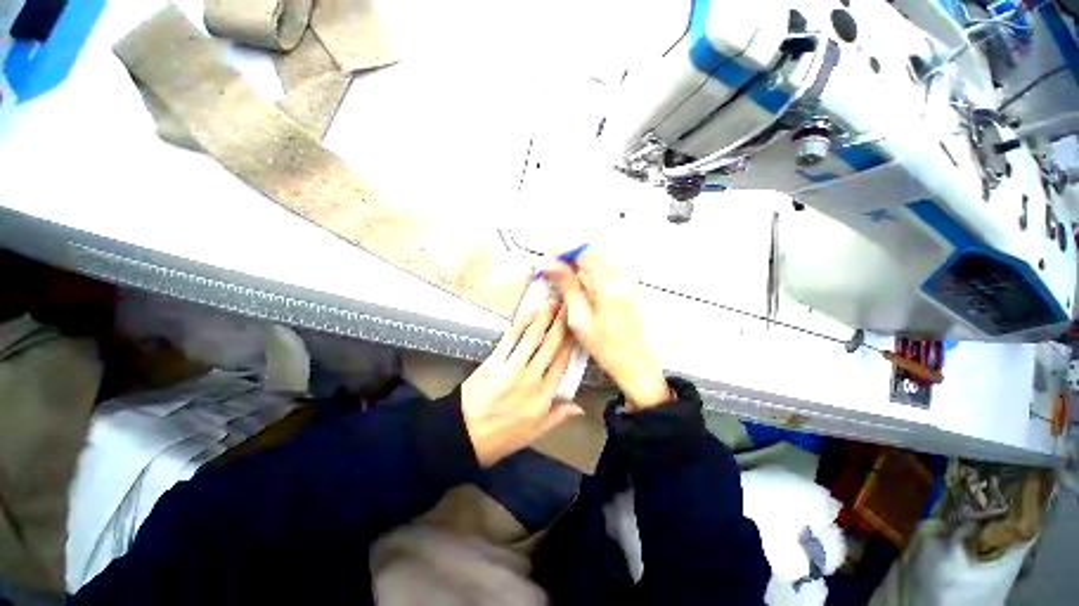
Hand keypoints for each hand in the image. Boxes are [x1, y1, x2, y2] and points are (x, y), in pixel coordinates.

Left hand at [461, 302, 584, 466]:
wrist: (463, 435)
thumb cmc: (501, 436)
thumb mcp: (534, 433)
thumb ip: (558, 416)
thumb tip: (581, 408)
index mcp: (543, 397)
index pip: (562, 363)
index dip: (570, 343)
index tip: (576, 327)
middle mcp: (532, 379)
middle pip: (551, 346)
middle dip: (561, 324)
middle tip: (568, 306)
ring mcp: (512, 368)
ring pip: (533, 338)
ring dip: (544, 318)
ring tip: (553, 304)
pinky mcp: (494, 361)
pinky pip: (511, 338)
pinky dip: (522, 324)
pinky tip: (531, 314)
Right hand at [545, 250, 670, 410]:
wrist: (636, 362)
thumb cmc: (605, 346)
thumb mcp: (580, 319)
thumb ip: (567, 287)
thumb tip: (549, 264)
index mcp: (608, 284)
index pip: (583, 251)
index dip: (562, 251)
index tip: (547, 262)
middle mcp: (621, 275)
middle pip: (591, 251)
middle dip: (568, 257)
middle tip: (551, 272)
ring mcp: (628, 278)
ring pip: (597, 258)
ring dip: (578, 263)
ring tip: (562, 279)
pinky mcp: (629, 284)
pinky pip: (605, 267)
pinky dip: (589, 270)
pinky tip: (580, 285)